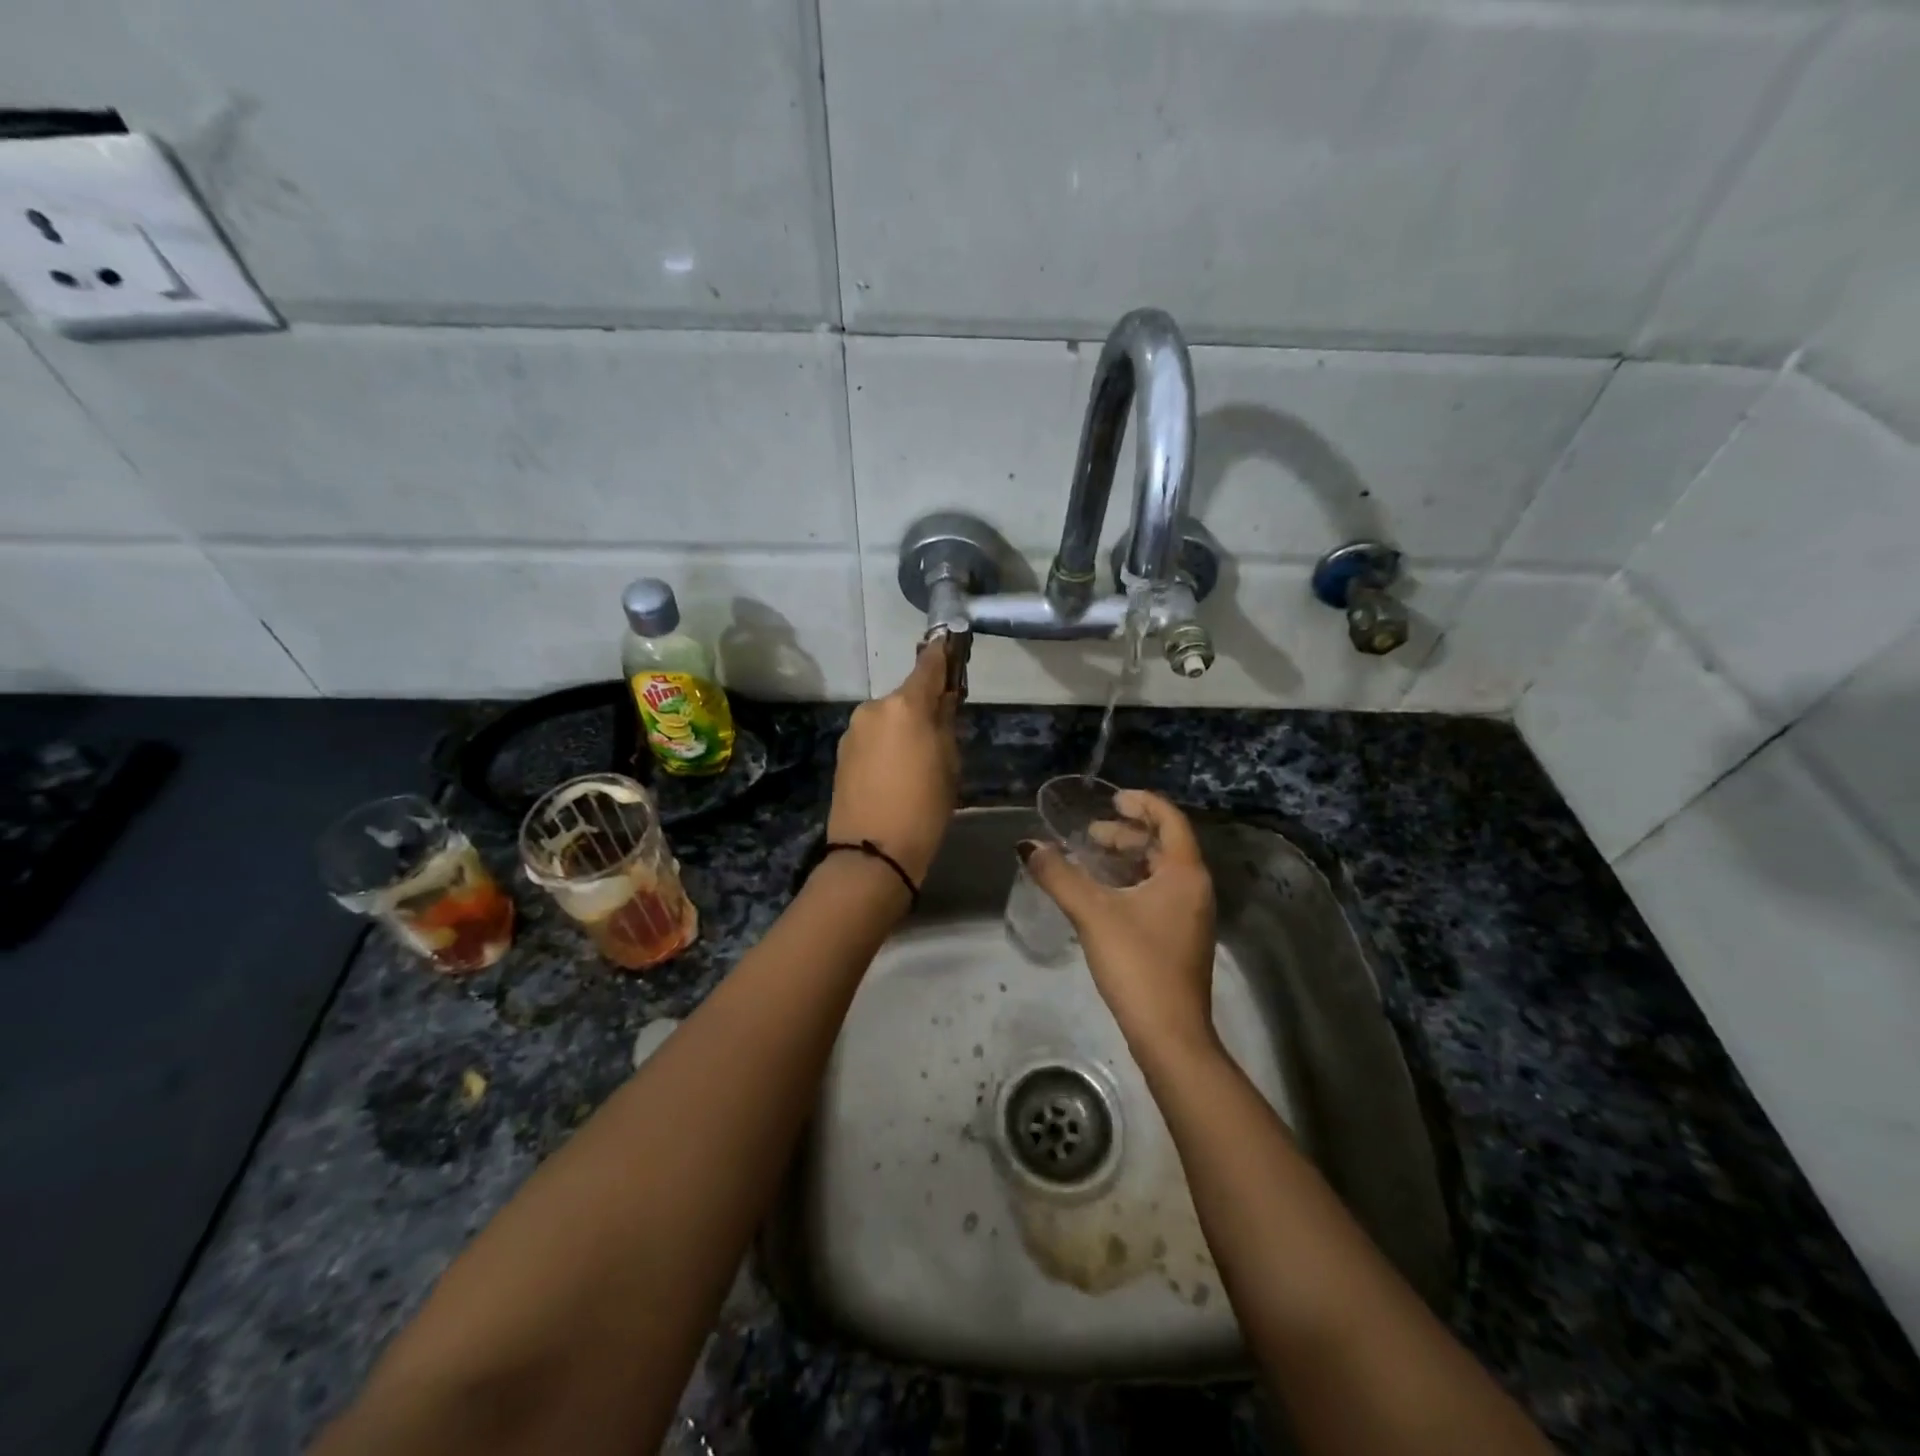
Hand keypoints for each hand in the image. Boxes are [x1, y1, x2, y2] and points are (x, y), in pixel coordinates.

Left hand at [826, 637, 960, 884]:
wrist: (871, 853)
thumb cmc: (923, 808)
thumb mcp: (948, 764)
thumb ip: (945, 724)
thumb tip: (943, 701)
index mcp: (905, 705)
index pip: (928, 665)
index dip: (942, 653)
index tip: (950, 642)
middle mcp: (875, 708)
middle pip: (906, 695)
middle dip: (923, 706)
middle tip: (942, 731)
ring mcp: (854, 730)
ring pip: (888, 717)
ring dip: (903, 727)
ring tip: (917, 761)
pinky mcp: (842, 752)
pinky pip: (873, 736)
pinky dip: (887, 743)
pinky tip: (895, 772)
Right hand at [1021, 791, 1217, 1055]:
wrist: (1169, 1035)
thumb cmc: (1137, 964)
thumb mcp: (1092, 914)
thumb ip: (1059, 876)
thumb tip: (1027, 846)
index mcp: (1185, 874)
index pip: (1170, 820)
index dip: (1142, 803)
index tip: (1111, 798)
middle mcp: (1194, 889)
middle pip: (1164, 845)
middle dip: (1127, 833)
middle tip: (1090, 834)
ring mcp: (1190, 916)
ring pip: (1159, 871)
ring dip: (1127, 859)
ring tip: (1091, 858)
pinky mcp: (1179, 938)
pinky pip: (1157, 893)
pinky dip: (1131, 882)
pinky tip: (1101, 894)